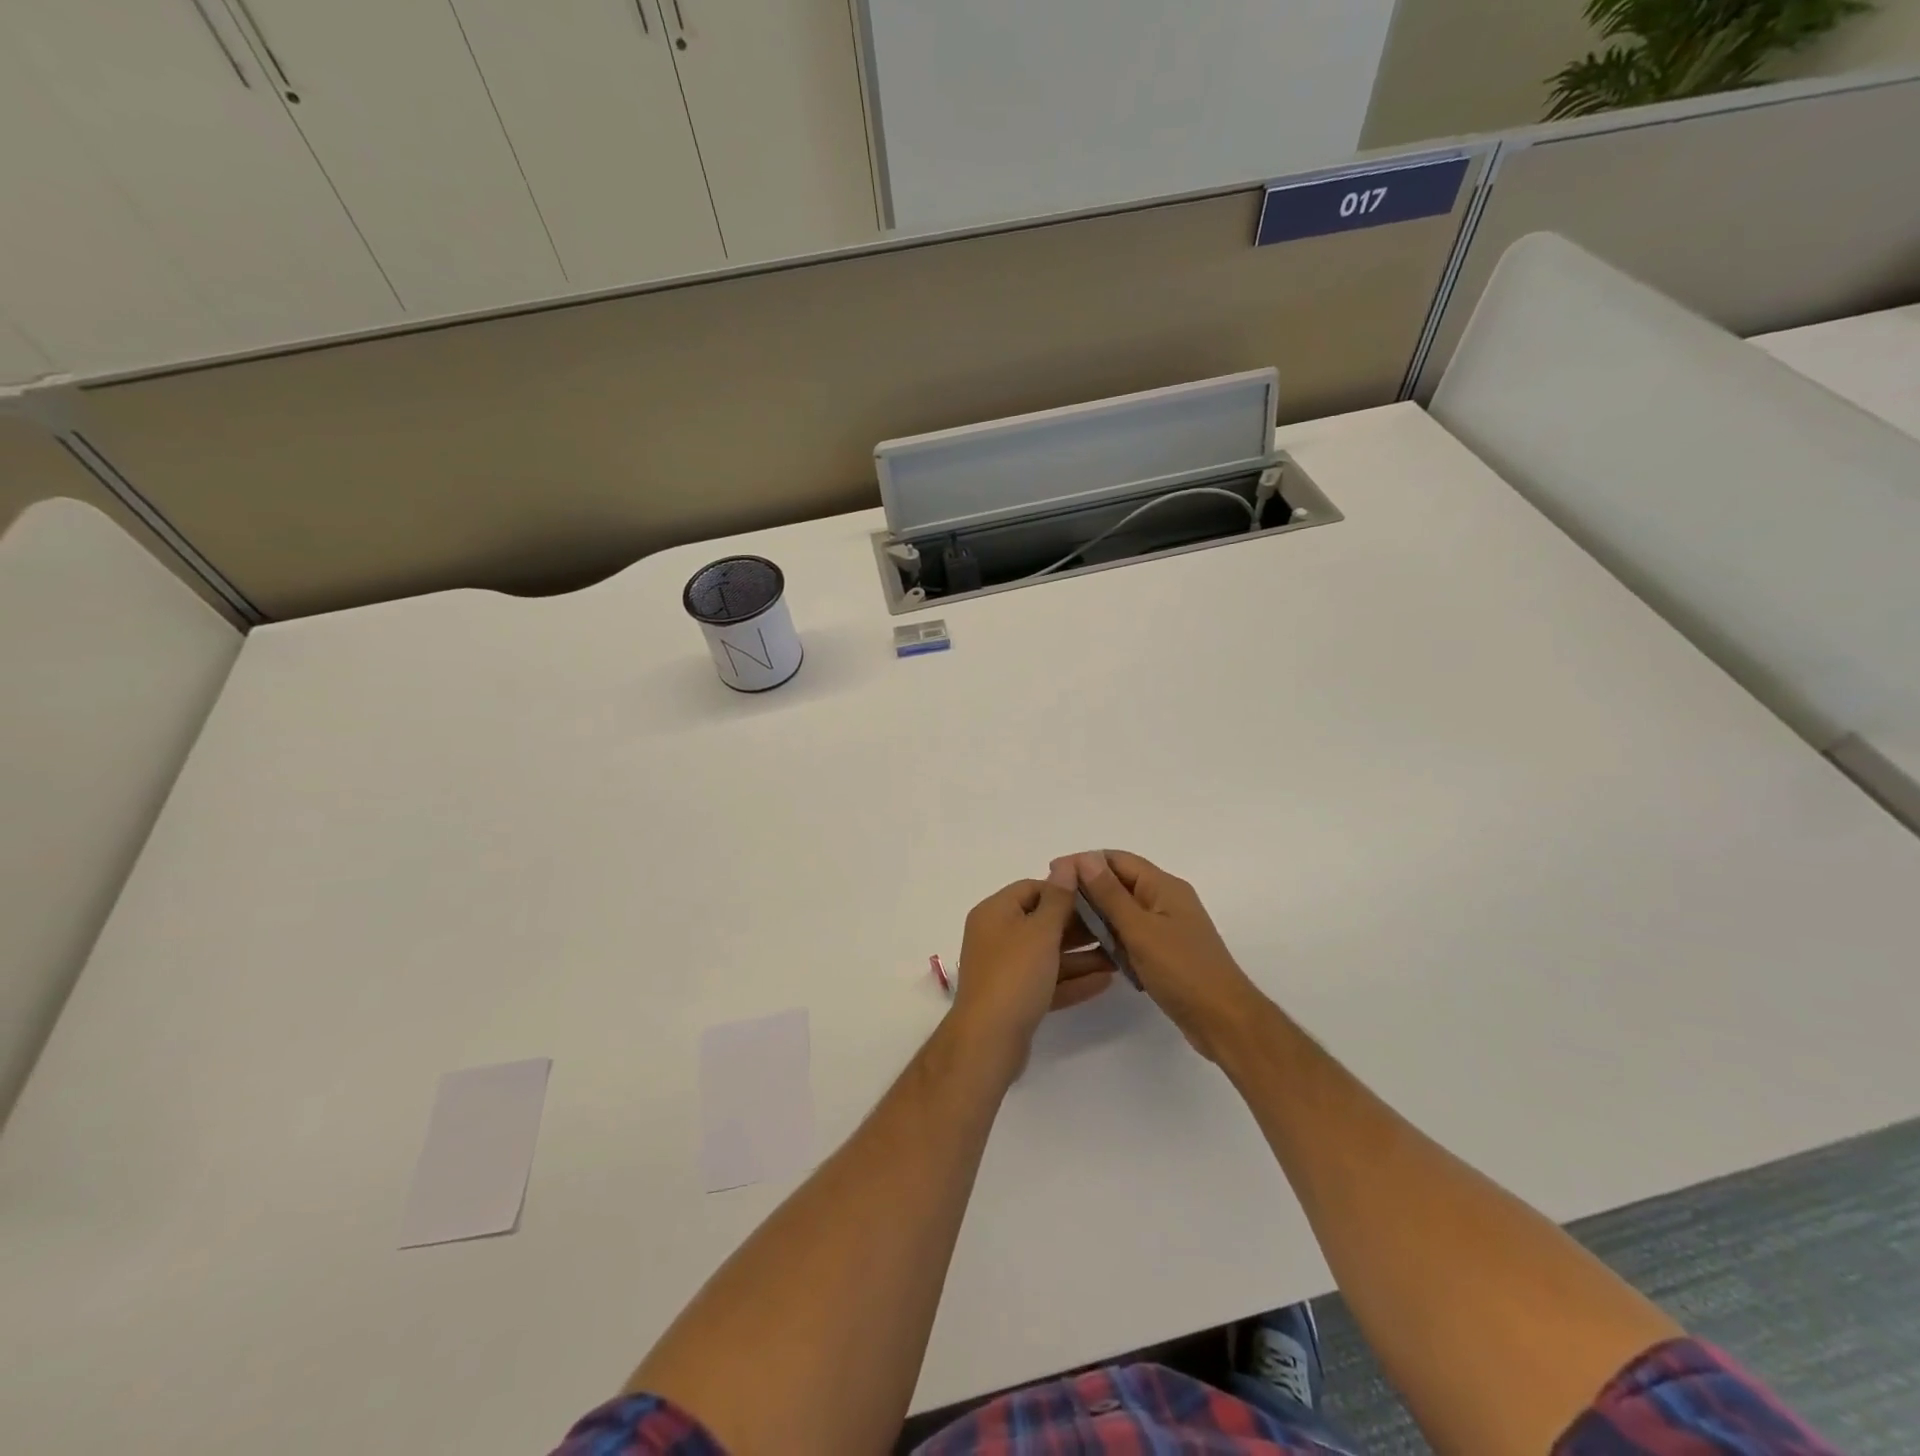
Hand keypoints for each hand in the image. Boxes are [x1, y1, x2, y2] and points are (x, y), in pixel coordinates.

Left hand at [950, 865, 1113, 1071]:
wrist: (988, 1041)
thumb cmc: (1014, 975)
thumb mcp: (1040, 931)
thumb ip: (1058, 898)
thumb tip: (1066, 863)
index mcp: (995, 912)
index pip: (1033, 889)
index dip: (1064, 891)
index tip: (1097, 897)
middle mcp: (997, 936)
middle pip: (1042, 922)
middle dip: (1079, 925)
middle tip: (1115, 927)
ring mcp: (1005, 969)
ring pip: (1048, 954)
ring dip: (1082, 955)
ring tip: (1119, 955)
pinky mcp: (1016, 998)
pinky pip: (1048, 981)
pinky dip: (1073, 980)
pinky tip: (1106, 981)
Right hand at [1062, 850, 1266, 1062]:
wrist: (1224, 1021)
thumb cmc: (1182, 970)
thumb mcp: (1140, 929)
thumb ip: (1110, 894)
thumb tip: (1085, 858)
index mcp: (1164, 886)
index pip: (1118, 860)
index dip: (1084, 862)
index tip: (1052, 873)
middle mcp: (1166, 900)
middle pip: (1120, 882)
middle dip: (1088, 888)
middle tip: (1054, 903)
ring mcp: (1167, 927)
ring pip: (1124, 910)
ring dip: (1097, 914)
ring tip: (1064, 925)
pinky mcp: (1165, 952)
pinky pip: (1132, 934)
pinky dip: (1112, 936)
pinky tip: (1091, 948)